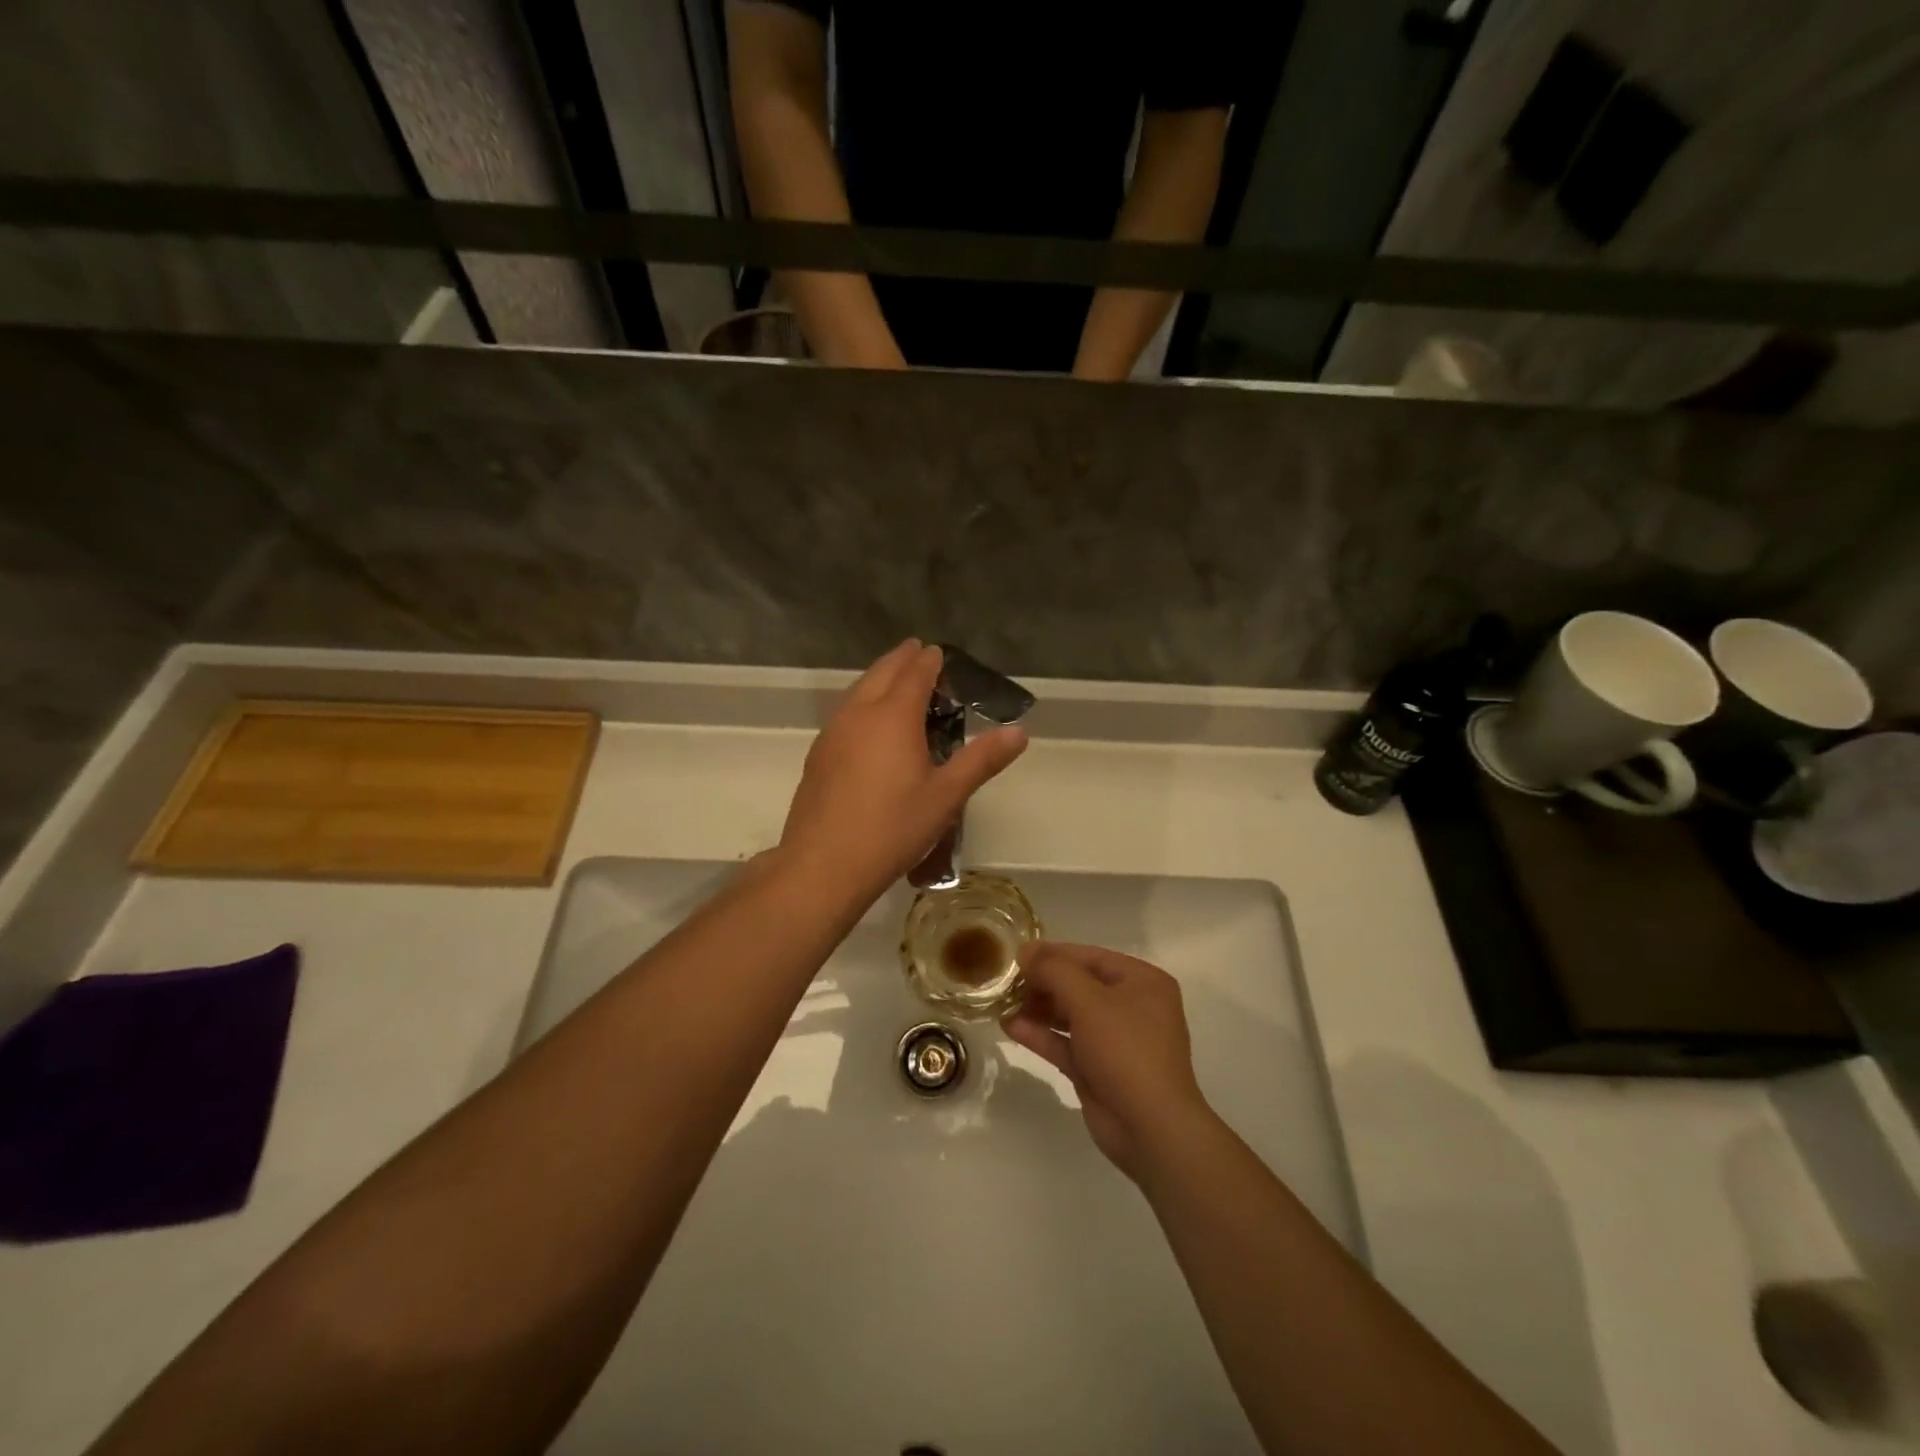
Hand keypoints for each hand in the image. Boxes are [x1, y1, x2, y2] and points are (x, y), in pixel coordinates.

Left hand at [780, 640, 1026, 902]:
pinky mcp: (818, 754)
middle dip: (901, 660)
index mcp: (893, 716)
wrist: (824, 864)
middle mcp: (859, 713)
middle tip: (916, 652)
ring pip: (857, 691)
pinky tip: (866, 723)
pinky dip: (861, 702)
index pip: (915, 674)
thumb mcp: (946, 796)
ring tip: (893, 681)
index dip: (929, 661)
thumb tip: (1018, 732)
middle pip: (881, 673)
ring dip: (878, 678)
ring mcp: (833, 733)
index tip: (938, 652)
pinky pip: (844, 712)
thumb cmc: (893, 828)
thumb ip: (981, 760)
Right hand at [1002, 943, 1212, 1180]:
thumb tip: (1026, 951)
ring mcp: (1115, 1040)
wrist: (1150, 1128)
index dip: (1053, 954)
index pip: (1091, 957)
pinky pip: (1066, 1043)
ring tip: (1003, 1003)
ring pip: (1070, 1015)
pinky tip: (1010, 1026)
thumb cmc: (1126, 1050)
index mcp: (1142, 982)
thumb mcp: (1089, 1000)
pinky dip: (1041, 1034)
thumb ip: (1054, 970)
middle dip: (1043, 983)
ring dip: (1038, 1009)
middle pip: (1079, 985)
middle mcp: (1131, 1006)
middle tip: (1007, 983)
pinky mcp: (1098, 1069)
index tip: (1017, 955)